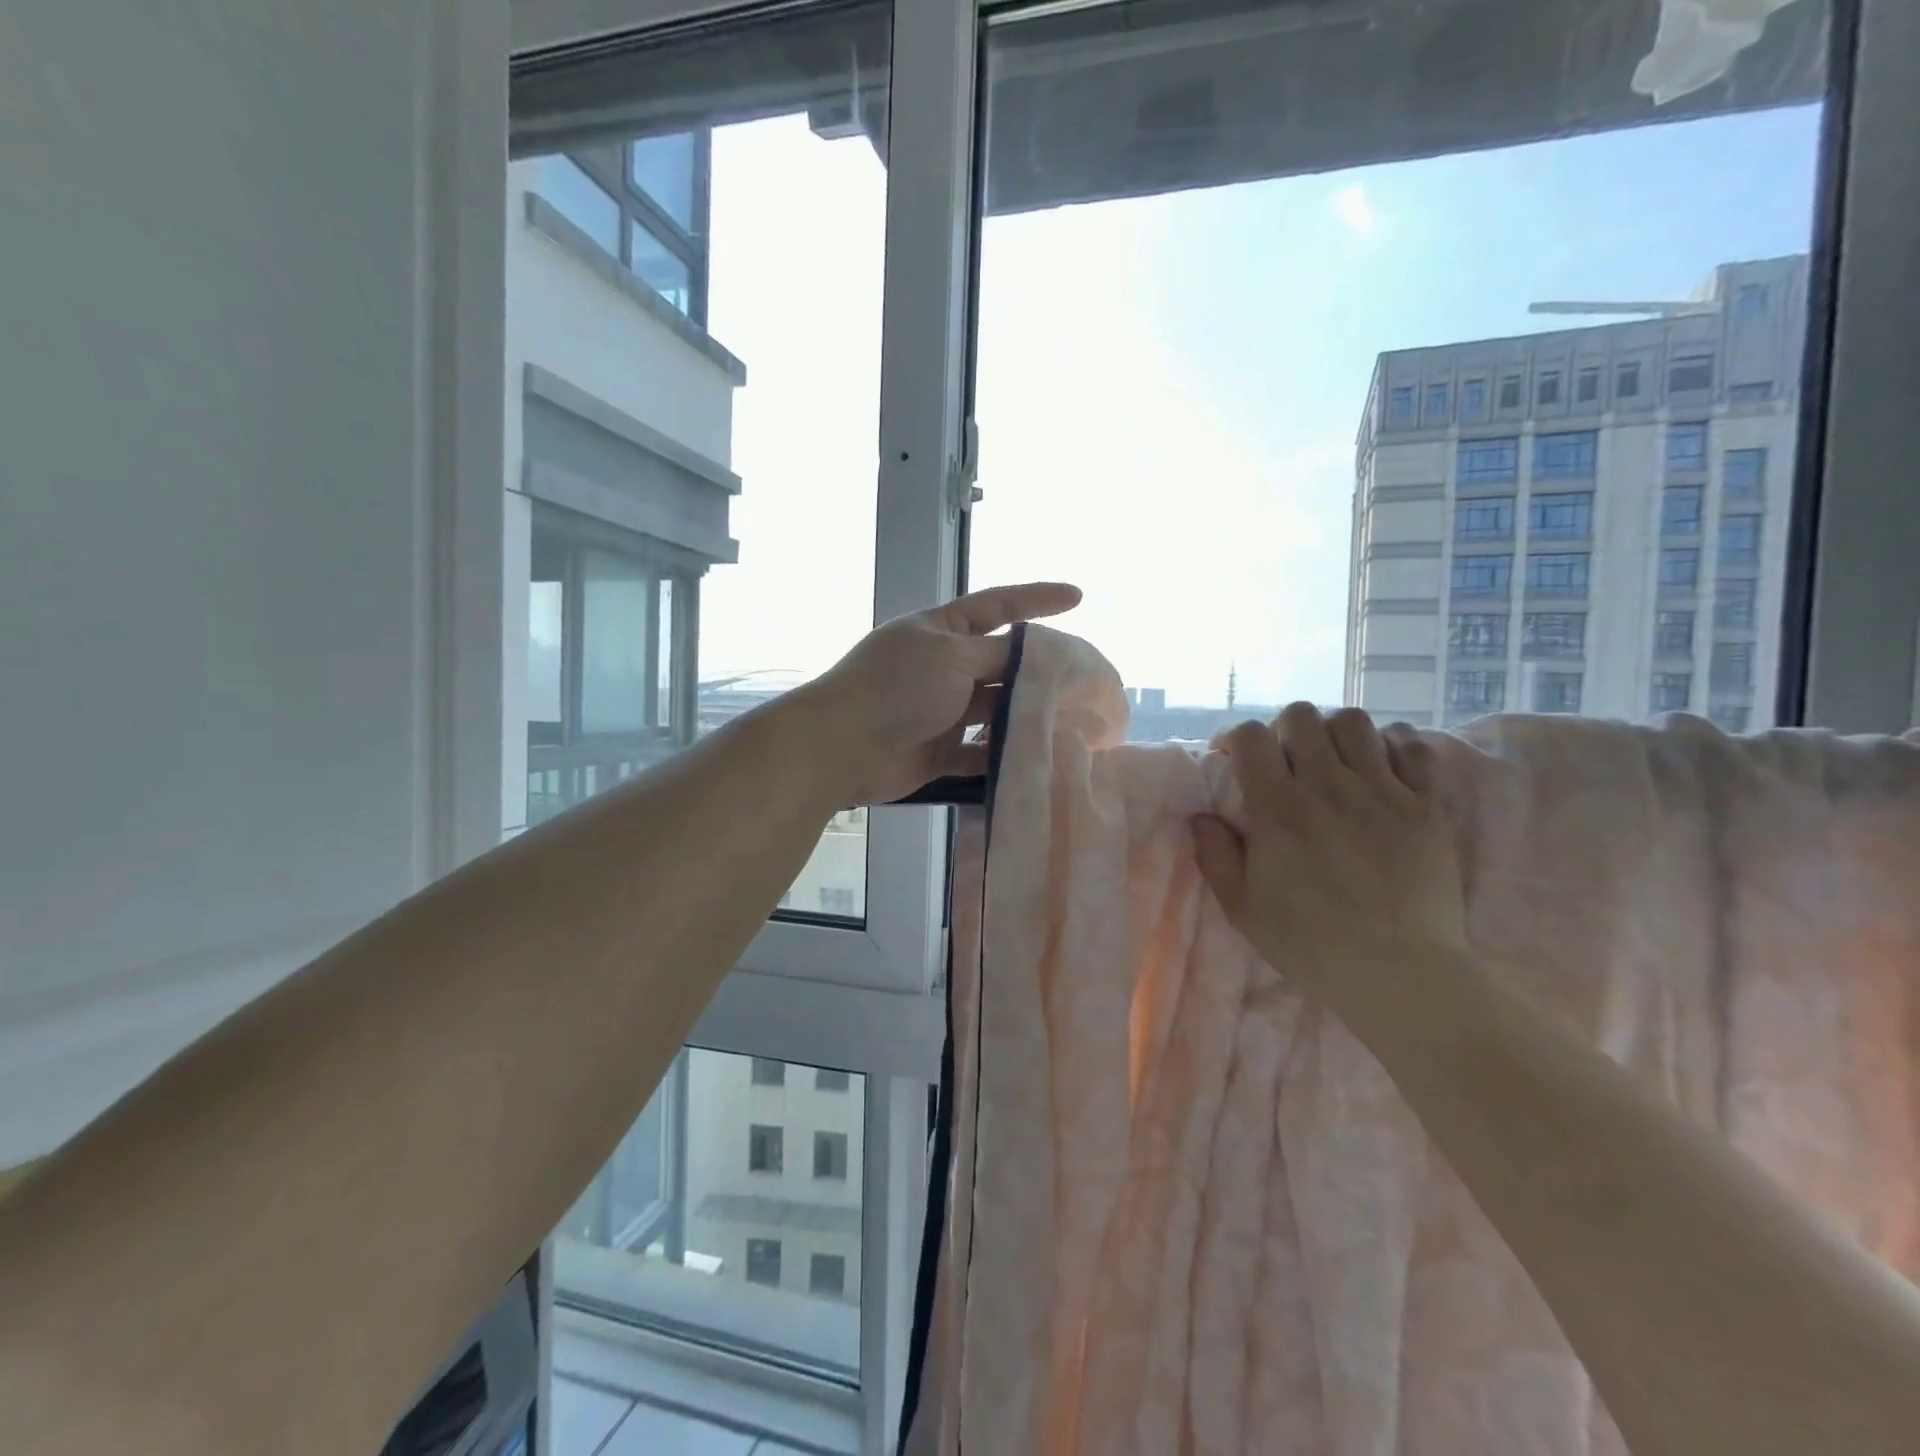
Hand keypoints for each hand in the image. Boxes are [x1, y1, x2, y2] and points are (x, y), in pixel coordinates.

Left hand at [801, 581, 1081, 806]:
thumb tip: (1029, 658)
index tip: (1077, 597)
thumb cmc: (897, 688)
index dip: (1037, 599)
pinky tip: (1035, 758)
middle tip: (1086, 679)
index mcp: (941, 630)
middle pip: (1001, 663)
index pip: (998, 605)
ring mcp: (941, 711)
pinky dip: (1002, 755)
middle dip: (1039, 670)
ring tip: (1072, 721)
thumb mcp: (952, 655)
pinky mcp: (939, 752)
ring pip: (995, 710)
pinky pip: (980, 752)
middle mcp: (943, 666)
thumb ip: (997, 655)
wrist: (842, 746)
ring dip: (1025, 715)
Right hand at [1192, 704, 1467, 976]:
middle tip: (1286, 762)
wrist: (1399, 974)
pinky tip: (1383, 772)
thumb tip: (1200, 816)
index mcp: (1278, 807)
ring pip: (1355, 721)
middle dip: (1284, 730)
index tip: (1236, 762)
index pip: (1251, 736)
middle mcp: (1328, 785)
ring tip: (1335, 762)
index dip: (1237, 739)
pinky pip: (1412, 747)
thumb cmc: (1310, 943)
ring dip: (1335, 734)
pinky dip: (1393, 748)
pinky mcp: (1427, 805)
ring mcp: (1383, 791)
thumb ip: (1214, 855)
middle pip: (1301, 716)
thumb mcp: (1241, 908)